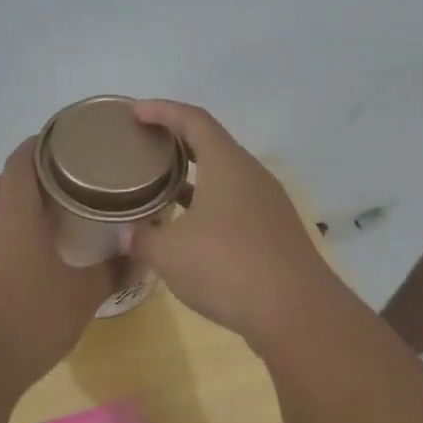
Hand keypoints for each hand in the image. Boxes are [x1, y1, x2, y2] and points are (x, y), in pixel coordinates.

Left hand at [0, 138, 112, 390]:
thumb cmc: (30, 317)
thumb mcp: (84, 295)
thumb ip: (114, 271)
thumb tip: (143, 257)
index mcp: (15, 211)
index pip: (23, 158)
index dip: (43, 143)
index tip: (70, 141)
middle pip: (7, 180)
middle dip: (35, 173)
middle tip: (72, 180)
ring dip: (21, 204)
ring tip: (58, 214)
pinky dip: (11, 232)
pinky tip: (35, 254)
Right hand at [125, 100, 343, 346]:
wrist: (296, 313)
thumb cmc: (227, 267)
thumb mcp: (170, 253)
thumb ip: (142, 238)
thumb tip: (126, 235)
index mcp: (227, 164)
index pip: (193, 119)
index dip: (162, 110)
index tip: (135, 112)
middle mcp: (252, 176)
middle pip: (212, 144)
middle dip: (177, 141)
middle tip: (145, 147)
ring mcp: (268, 205)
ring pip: (225, 177)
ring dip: (193, 177)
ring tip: (161, 187)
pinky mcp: (274, 233)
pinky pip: (235, 204)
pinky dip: (208, 205)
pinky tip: (189, 230)